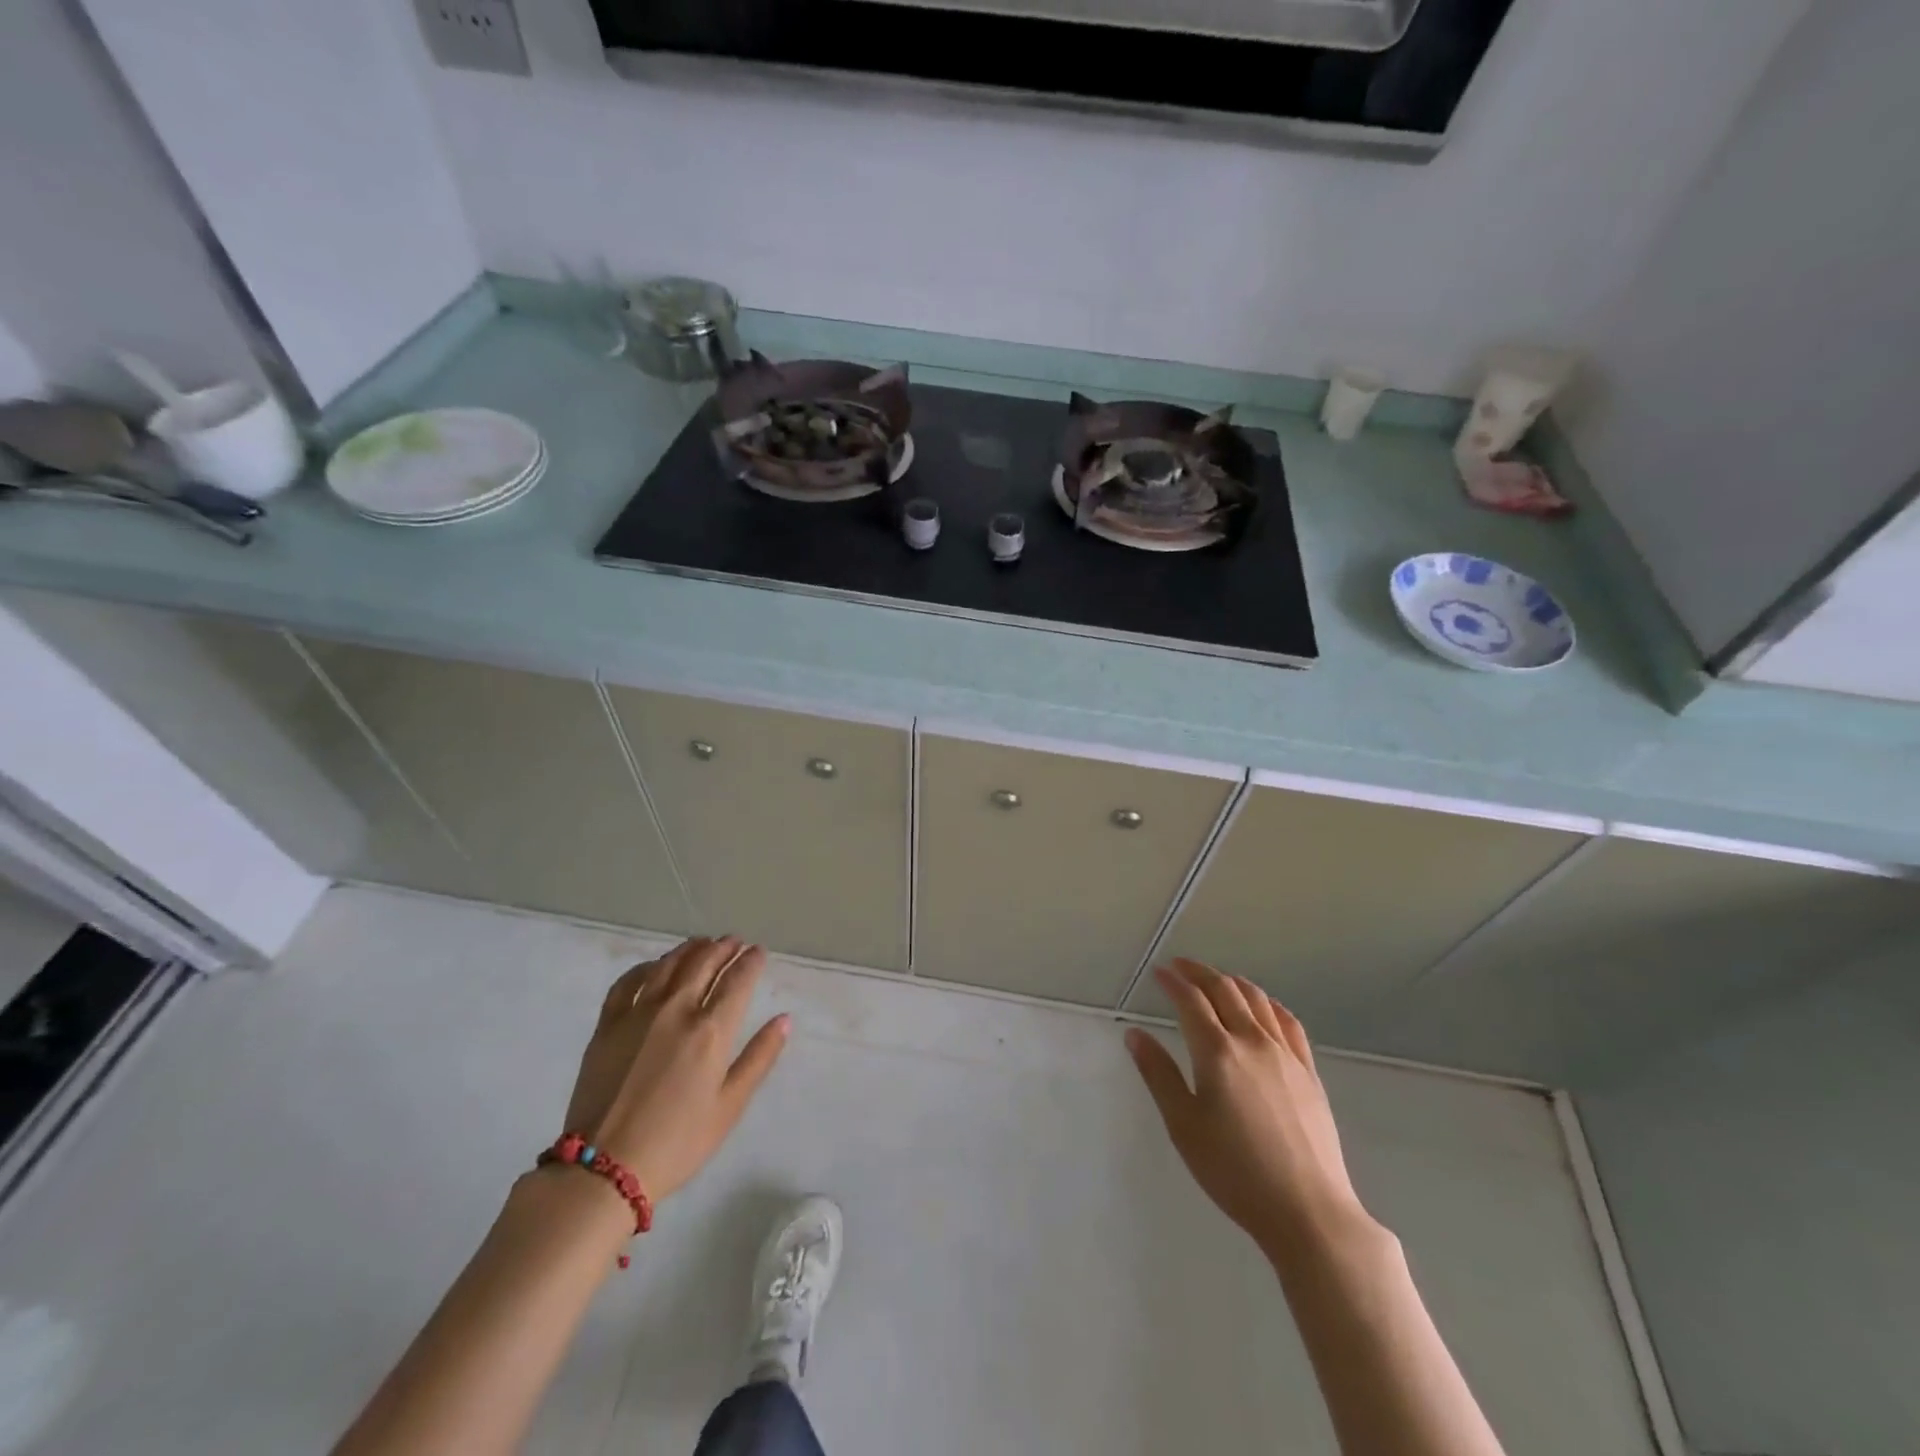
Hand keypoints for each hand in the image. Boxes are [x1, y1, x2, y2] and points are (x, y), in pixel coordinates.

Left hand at [561, 936, 788, 1201]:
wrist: (603, 1168)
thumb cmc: (677, 1142)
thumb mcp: (729, 1106)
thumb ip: (759, 1058)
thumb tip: (784, 1019)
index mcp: (711, 1031)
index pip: (738, 980)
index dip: (751, 961)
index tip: (759, 952)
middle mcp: (677, 1010)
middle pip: (704, 963)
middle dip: (724, 948)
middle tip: (734, 942)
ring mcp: (639, 1013)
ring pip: (669, 965)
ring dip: (690, 949)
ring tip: (703, 943)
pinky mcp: (608, 1024)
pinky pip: (629, 981)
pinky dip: (647, 967)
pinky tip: (656, 967)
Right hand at [1126, 959, 1369, 1262]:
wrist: (1308, 1210)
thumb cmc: (1234, 1171)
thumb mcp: (1183, 1126)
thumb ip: (1159, 1074)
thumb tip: (1134, 1034)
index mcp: (1217, 1052)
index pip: (1190, 1000)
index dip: (1172, 981)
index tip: (1158, 972)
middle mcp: (1252, 1040)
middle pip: (1224, 989)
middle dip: (1199, 972)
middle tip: (1180, 966)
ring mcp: (1285, 1054)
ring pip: (1257, 999)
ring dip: (1231, 981)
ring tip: (1215, 980)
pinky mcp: (1309, 1071)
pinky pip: (1288, 1021)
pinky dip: (1268, 1003)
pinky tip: (1262, 1007)